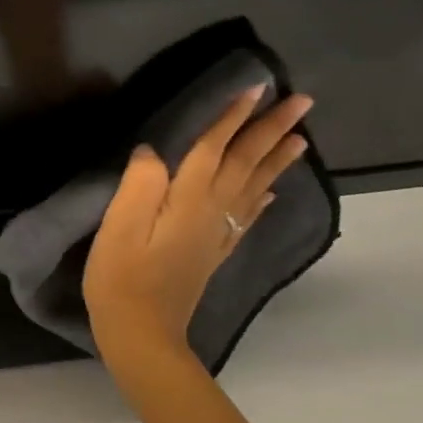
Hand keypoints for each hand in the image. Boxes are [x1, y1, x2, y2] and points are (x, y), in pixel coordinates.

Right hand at [84, 86, 313, 371]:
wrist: (142, 334)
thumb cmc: (121, 276)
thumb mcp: (119, 226)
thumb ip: (139, 183)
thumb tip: (153, 150)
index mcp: (189, 200)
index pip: (215, 148)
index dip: (234, 117)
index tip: (257, 87)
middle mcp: (212, 212)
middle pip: (246, 163)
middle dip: (272, 130)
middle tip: (302, 102)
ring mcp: (217, 233)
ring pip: (256, 186)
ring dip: (278, 158)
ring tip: (301, 137)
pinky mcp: (214, 251)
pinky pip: (249, 215)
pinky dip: (265, 197)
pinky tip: (273, 192)